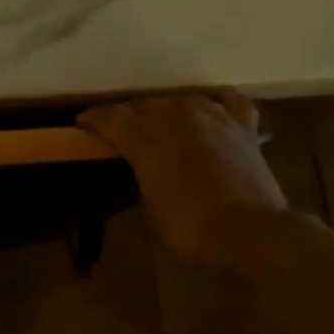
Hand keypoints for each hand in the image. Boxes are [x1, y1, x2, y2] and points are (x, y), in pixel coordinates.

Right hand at [78, 92, 290, 268]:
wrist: (250, 231)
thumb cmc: (189, 227)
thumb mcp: (150, 208)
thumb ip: (143, 177)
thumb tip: (146, 170)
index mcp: (145, 136)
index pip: (110, 116)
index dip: (93, 120)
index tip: (83, 124)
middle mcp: (176, 116)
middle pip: (146, 106)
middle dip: (131, 119)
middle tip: (125, 136)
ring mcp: (213, 117)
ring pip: (182, 101)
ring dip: (169, 113)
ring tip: (165, 127)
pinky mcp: (244, 127)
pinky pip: (229, 101)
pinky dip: (217, 102)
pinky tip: (212, 108)